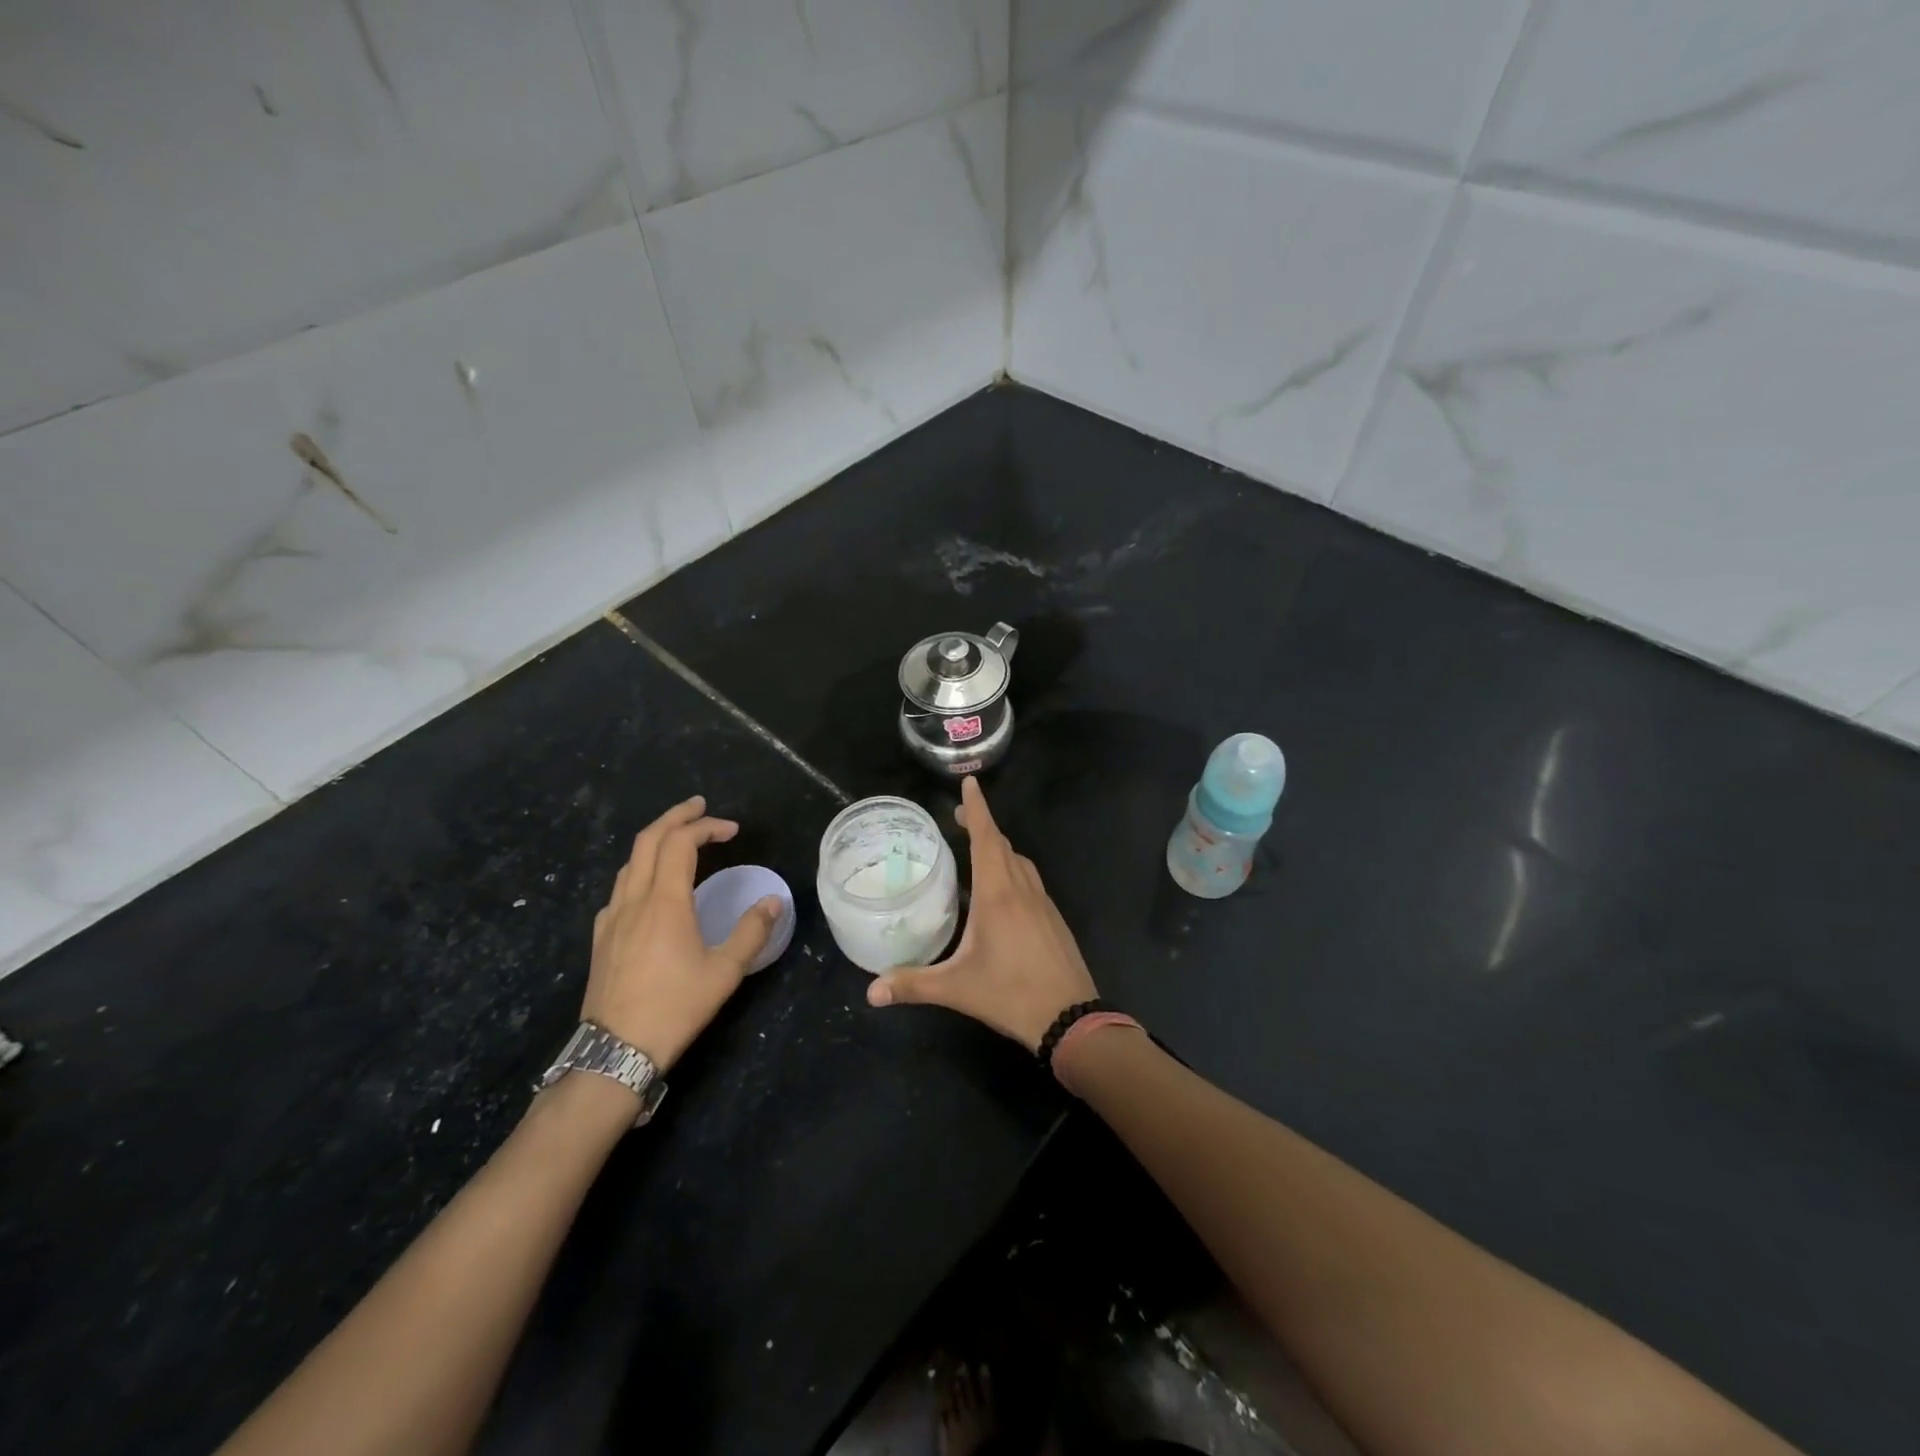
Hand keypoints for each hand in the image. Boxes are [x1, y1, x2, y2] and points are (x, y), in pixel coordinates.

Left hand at [583, 796, 779, 1071]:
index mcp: (665, 902)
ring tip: (679, 840)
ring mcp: (612, 918)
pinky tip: (651, 888)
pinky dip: (640, 870)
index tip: (732, 829)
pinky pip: (620, 888)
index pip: (681, 843)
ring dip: (655, 841)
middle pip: (648, 840)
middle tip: (700, 807)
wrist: (616, 1050)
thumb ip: (752, 931)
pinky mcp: (601, 937)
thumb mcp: (725, 972)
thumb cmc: (675, 1007)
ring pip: (630, 862)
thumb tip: (775, 901)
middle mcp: (634, 900)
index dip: (707, 827)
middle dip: (675, 817)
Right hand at [866, 777, 1096, 1050]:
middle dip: (982, 826)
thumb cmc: (1011, 994)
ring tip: (978, 849)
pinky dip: (1013, 870)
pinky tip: (1002, 891)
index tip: (970, 782)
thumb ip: (913, 984)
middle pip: (1003, 845)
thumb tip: (871, 992)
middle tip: (959, 817)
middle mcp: (1023, 889)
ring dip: (1000, 848)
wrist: (1071, 1018)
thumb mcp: (957, 989)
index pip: (986, 838)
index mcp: (998, 894)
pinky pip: (1031, 881)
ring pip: (1021, 862)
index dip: (977, 809)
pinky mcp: (1054, 919)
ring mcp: (1043, 903)